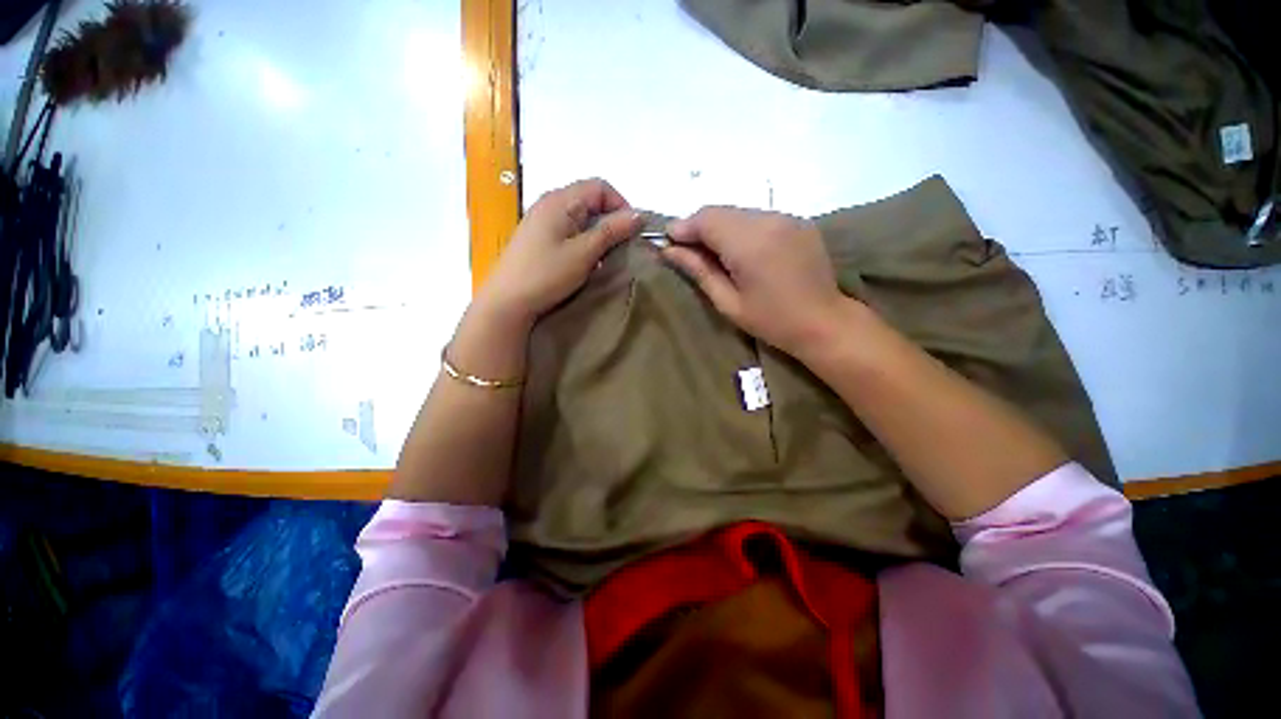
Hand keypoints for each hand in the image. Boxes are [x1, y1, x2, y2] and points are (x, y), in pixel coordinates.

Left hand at [477, 178, 642, 326]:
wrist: (507, 301)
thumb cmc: (546, 274)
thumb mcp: (584, 253)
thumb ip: (611, 231)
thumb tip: (639, 215)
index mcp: (560, 200)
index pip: (600, 187)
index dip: (621, 206)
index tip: (630, 233)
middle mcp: (550, 203)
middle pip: (590, 201)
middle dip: (611, 222)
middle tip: (620, 248)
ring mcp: (542, 221)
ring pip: (581, 218)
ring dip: (598, 234)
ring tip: (604, 259)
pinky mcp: (539, 238)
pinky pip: (569, 231)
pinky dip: (584, 242)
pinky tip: (585, 263)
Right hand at [662, 206, 850, 357]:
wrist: (824, 322)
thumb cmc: (771, 320)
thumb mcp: (728, 302)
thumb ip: (698, 270)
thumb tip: (668, 250)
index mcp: (749, 243)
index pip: (706, 219)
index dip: (683, 227)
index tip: (668, 242)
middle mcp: (768, 220)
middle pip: (721, 211)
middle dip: (699, 227)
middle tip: (687, 251)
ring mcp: (786, 217)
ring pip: (739, 212)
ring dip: (719, 227)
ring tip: (713, 253)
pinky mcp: (797, 220)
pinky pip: (758, 217)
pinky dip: (740, 228)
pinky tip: (740, 250)